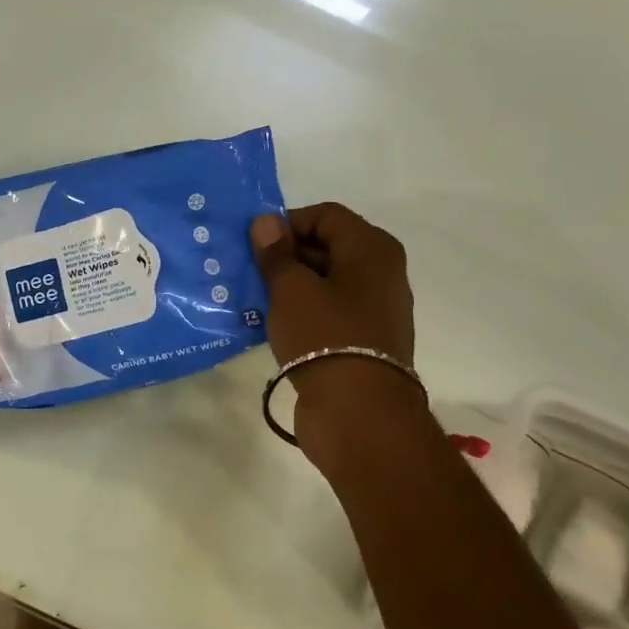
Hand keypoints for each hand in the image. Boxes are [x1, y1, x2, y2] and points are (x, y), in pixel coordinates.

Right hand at [249, 204, 421, 468]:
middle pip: (327, 247)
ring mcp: (375, 310)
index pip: (325, 215)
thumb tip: (266, 222)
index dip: (287, 224)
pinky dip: (302, 313)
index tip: (255, 246)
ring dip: (290, 286)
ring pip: (325, 283)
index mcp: (372, 249)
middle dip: (285, 256)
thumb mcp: (292, 289)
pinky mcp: (364, 342)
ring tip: (253, 299)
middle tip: (247, 272)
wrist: (358, 413)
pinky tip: (272, 326)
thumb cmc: (325, 337)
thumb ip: (277, 253)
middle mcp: (381, 273)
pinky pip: (328, 313)